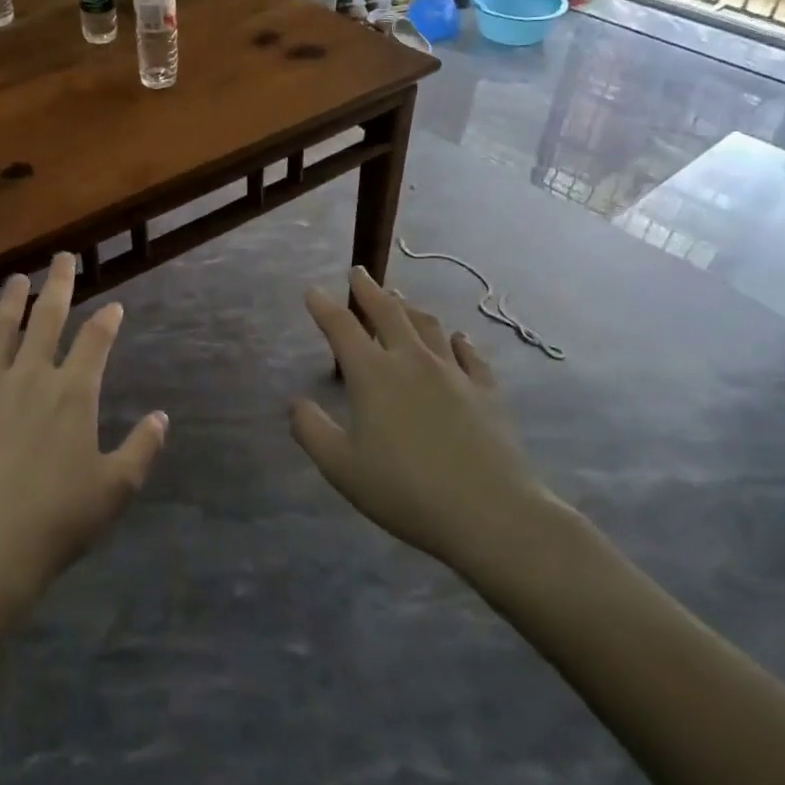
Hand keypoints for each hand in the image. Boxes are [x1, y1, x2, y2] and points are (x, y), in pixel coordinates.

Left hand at [0, 253, 168, 612]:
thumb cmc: (56, 521)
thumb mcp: (115, 490)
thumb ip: (142, 449)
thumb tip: (162, 416)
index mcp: (73, 393)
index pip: (95, 341)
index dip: (107, 321)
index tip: (113, 305)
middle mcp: (30, 378)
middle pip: (47, 319)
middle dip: (58, 285)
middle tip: (62, 257)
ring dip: (9, 302)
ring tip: (15, 279)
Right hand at [292, 267, 564, 577]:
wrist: (489, 512)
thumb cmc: (405, 491)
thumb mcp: (341, 468)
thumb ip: (311, 431)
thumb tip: (295, 403)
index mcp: (372, 374)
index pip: (341, 327)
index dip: (323, 306)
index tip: (312, 291)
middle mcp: (412, 361)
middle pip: (387, 312)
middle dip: (369, 289)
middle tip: (359, 272)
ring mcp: (453, 372)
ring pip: (427, 326)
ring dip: (408, 307)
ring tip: (399, 298)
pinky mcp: (486, 390)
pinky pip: (469, 354)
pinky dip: (457, 341)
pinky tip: (456, 338)